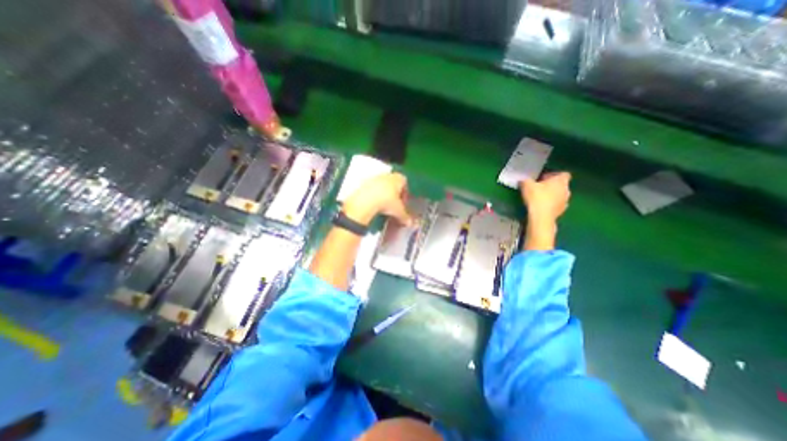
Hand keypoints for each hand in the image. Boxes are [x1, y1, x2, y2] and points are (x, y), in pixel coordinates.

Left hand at [341, 172, 411, 227]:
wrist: (365, 201)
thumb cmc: (386, 202)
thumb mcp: (398, 211)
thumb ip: (405, 216)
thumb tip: (409, 222)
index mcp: (398, 178)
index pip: (405, 183)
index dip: (405, 193)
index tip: (403, 203)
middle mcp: (387, 176)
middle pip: (393, 183)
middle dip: (394, 194)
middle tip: (393, 205)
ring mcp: (375, 178)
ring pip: (382, 186)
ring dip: (383, 195)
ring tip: (383, 206)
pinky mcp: (364, 183)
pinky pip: (372, 189)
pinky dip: (374, 196)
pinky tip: (373, 205)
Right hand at [522, 170, 573, 221]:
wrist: (541, 217)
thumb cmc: (536, 197)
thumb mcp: (526, 185)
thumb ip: (526, 181)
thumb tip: (523, 181)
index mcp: (561, 181)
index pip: (563, 174)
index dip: (553, 175)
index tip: (543, 178)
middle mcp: (566, 190)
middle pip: (561, 185)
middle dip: (551, 186)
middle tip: (539, 188)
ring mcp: (565, 202)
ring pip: (560, 196)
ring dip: (552, 196)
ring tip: (539, 198)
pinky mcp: (561, 212)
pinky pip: (556, 205)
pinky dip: (550, 205)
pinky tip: (541, 207)